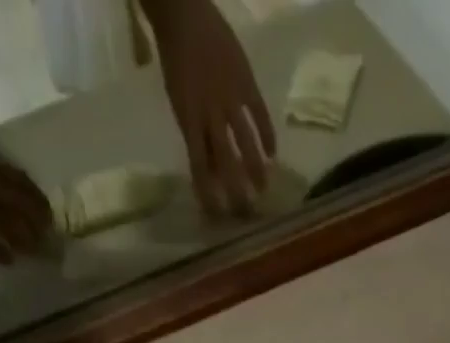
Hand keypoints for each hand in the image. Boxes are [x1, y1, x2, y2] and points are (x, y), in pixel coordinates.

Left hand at [147, 0, 276, 216]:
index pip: (199, 165)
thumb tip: (209, 170)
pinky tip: (273, 154)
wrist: (184, 12)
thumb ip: (194, 134)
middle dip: (235, 189)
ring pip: (245, 141)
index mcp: (188, 118)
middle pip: (225, 160)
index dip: (208, 192)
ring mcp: (230, 96)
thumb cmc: (177, 61)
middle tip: (245, 213)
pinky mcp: (246, 81)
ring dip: (255, 168)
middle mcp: (210, 112)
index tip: (216, 215)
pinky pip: (259, 113)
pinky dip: (267, 135)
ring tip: (262, 190)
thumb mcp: (179, 101)